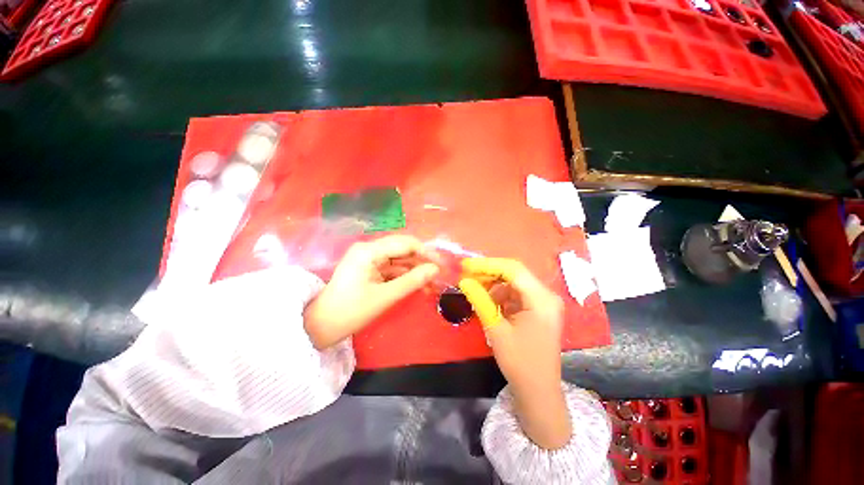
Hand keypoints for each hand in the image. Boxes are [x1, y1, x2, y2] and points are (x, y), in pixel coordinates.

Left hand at [304, 235, 439, 349]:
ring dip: (415, 271)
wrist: (321, 326)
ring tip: (432, 285)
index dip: (425, 252)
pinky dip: (405, 277)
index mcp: (369, 251)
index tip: (441, 265)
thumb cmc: (350, 312)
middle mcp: (369, 249)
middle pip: (403, 250)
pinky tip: (418, 286)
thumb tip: (435, 270)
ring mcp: (369, 259)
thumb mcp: (384, 297)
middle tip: (438, 276)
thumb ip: (412, 281)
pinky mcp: (370, 269)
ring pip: (400, 260)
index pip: (405, 243)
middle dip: (422, 262)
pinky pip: (393, 268)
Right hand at [459, 258, 571, 448]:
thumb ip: (480, 301)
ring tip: (474, 288)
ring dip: (494, 283)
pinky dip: (501, 293)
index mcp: (541, 299)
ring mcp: (544, 301)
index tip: (465, 265)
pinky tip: (488, 300)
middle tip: (467, 276)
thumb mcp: (496, 329)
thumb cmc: (519, 363)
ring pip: (514, 281)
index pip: (513, 269)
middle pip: (515, 273)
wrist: (539, 391)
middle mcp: (546, 295)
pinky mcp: (539, 308)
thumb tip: (463, 281)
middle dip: (489, 272)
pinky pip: (517, 293)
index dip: (487, 264)